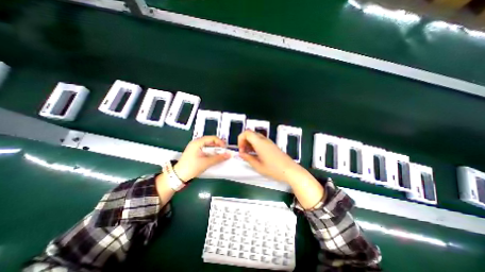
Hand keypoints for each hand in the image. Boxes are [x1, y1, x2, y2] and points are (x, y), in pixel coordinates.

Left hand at [174, 136, 230, 181]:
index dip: (220, 142)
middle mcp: (196, 143)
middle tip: (224, 152)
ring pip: (208, 146)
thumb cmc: (191, 167)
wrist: (178, 176)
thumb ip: (218, 158)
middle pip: (210, 141)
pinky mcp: (195, 152)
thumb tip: (228, 155)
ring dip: (215, 150)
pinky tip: (214, 157)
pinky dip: (211, 152)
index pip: (212, 138)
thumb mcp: (206, 162)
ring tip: (220, 155)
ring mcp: (195, 147)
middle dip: (218, 146)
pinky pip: (205, 149)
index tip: (225, 149)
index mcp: (197, 143)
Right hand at [238, 130, 310, 184]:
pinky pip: (260, 141)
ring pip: (255, 136)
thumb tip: (241, 154)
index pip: (247, 133)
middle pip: (250, 133)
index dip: (240, 139)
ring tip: (249, 154)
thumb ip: (248, 158)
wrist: (290, 171)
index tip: (241, 150)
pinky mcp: (272, 145)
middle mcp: (264, 140)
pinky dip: (255, 144)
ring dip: (249, 143)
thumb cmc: (274, 169)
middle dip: (244, 141)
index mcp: (260, 143)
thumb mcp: (258, 166)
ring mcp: (269, 142)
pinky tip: (255, 154)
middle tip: (244, 152)